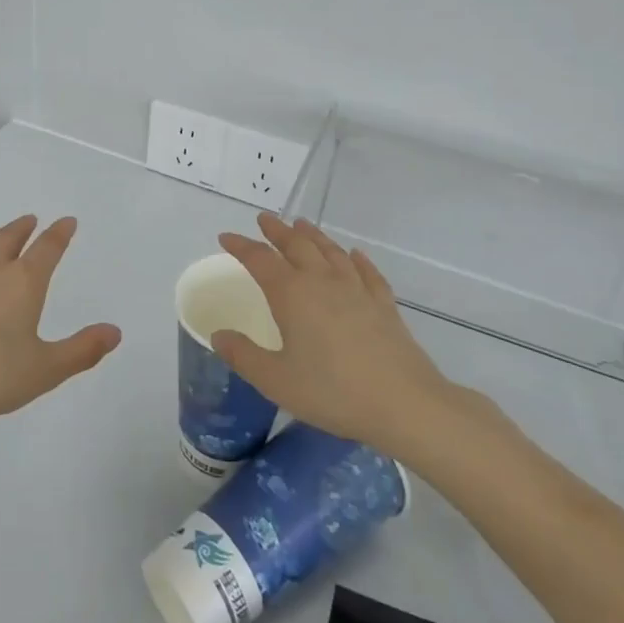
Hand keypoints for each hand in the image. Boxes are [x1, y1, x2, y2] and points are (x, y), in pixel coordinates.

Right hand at [214, 214, 456, 454]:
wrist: (404, 403)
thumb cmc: (333, 392)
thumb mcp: (276, 381)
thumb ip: (243, 356)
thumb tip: (219, 335)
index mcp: (292, 295)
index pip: (260, 260)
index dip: (241, 246)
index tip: (226, 237)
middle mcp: (323, 282)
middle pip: (297, 245)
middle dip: (277, 231)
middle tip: (264, 219)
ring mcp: (357, 290)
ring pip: (331, 252)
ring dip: (313, 235)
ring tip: (302, 224)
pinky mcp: (384, 305)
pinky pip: (367, 272)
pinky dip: (357, 259)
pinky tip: (355, 255)